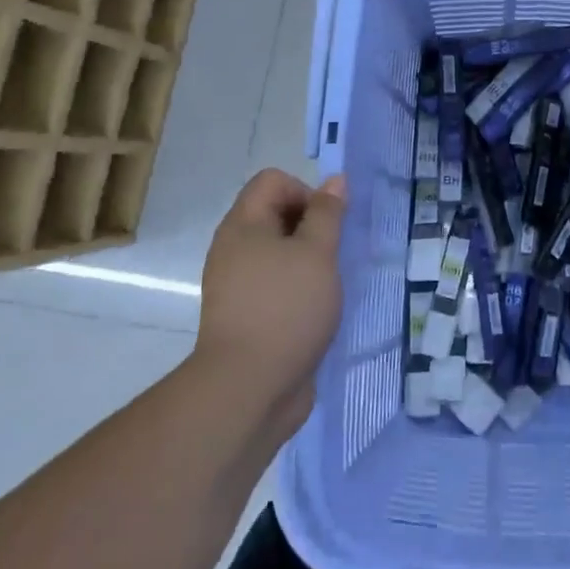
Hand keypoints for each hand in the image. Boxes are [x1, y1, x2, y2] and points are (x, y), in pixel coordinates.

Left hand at [193, 168, 345, 442]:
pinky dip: (299, 286)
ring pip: (279, 251)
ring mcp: (237, 284)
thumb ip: (328, 214)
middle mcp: (234, 249)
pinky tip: (318, 308)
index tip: (328, 224)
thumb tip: (335, 181)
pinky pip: (277, 283)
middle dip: (312, 225)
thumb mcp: (317, 253)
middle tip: (335, 253)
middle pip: (275, 213)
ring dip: (309, 259)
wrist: (248, 387)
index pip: (273, 181)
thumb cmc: (287, 307)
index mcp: (243, 226)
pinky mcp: (247, 314)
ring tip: (330, 282)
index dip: (306, 191)